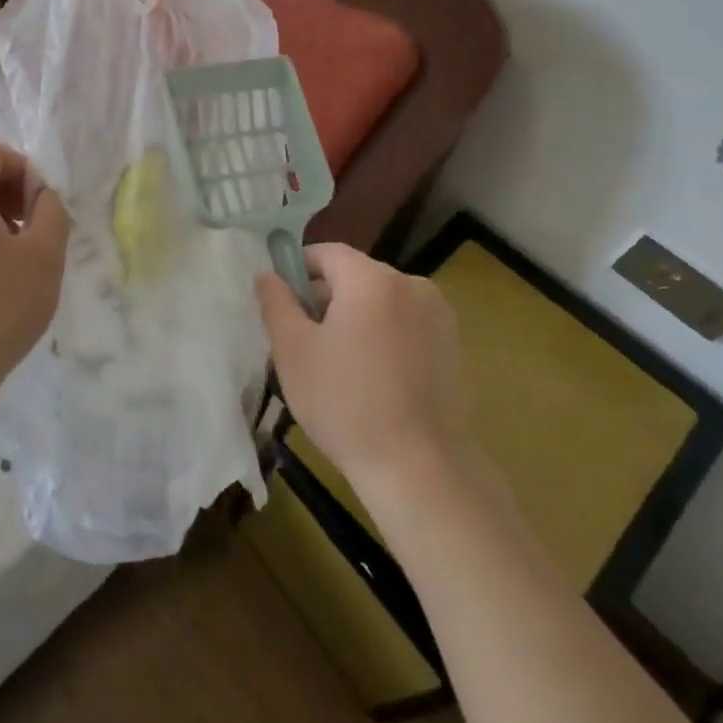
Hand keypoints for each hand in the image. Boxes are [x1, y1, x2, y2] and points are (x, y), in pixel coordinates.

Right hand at [256, 243, 470, 495]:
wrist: (421, 469)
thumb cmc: (346, 403)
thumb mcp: (293, 351)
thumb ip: (276, 303)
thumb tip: (268, 275)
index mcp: (373, 279)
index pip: (327, 253)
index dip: (298, 270)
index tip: (282, 304)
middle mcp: (412, 285)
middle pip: (355, 277)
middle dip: (325, 299)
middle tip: (303, 342)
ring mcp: (439, 318)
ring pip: (381, 303)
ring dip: (355, 320)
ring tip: (336, 367)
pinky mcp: (454, 349)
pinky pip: (406, 327)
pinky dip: (384, 340)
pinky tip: (372, 382)